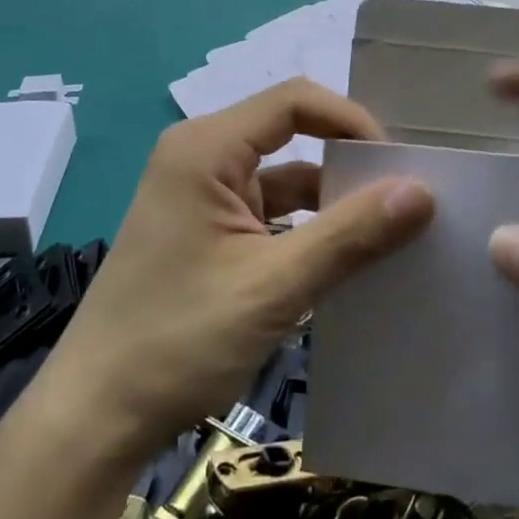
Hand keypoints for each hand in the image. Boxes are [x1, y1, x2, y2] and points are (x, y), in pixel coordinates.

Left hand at [49, 79, 434, 459]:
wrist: (96, 417)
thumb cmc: (179, 340)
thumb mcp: (274, 286)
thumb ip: (350, 235)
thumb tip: (423, 192)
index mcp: (206, 148)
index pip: (294, 101)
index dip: (351, 122)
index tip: (397, 168)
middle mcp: (200, 158)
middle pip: (290, 137)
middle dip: (347, 166)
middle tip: (405, 202)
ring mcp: (201, 198)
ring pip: (283, 181)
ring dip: (330, 206)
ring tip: (390, 235)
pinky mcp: (205, 234)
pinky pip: (268, 216)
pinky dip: (306, 233)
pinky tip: (346, 264)